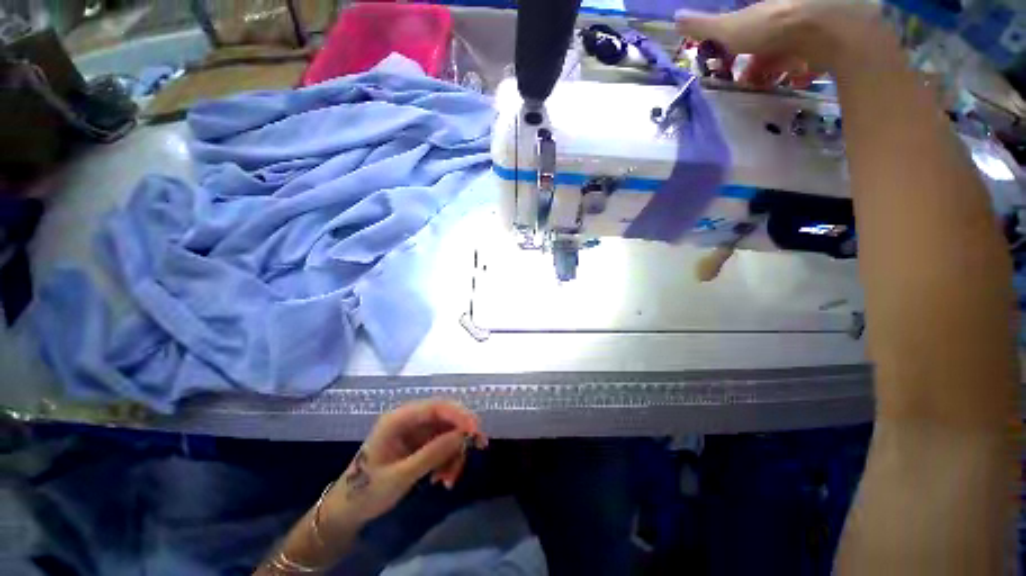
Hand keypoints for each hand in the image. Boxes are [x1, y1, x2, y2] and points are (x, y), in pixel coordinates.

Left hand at [320, 400, 486, 533]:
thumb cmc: (367, 491)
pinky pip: (442, 445)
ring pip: (447, 432)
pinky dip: (448, 460)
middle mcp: (410, 420)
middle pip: (445, 417)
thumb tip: (463, 436)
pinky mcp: (419, 443)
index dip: (459, 415)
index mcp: (399, 419)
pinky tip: (442, 479)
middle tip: (478, 448)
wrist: (348, 510)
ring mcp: (415, 431)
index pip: (436, 407)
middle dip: (461, 435)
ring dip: (454, 453)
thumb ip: (432, 454)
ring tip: (449, 480)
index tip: (476, 432)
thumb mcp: (400, 476)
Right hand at [675, 0, 884, 83]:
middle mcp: (781, 16)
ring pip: (780, 50)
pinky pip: (800, 59)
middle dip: (750, 59)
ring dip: (768, 69)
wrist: (823, 30)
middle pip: (762, 40)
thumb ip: (703, 26)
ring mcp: (801, 29)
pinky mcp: (817, 45)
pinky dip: (788, 72)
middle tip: (741, 78)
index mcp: (761, 10)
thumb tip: (676, 17)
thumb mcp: (729, 29)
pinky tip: (778, 83)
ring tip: (757, 85)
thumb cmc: (772, 26)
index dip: (733, 42)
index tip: (726, 59)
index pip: (743, 26)